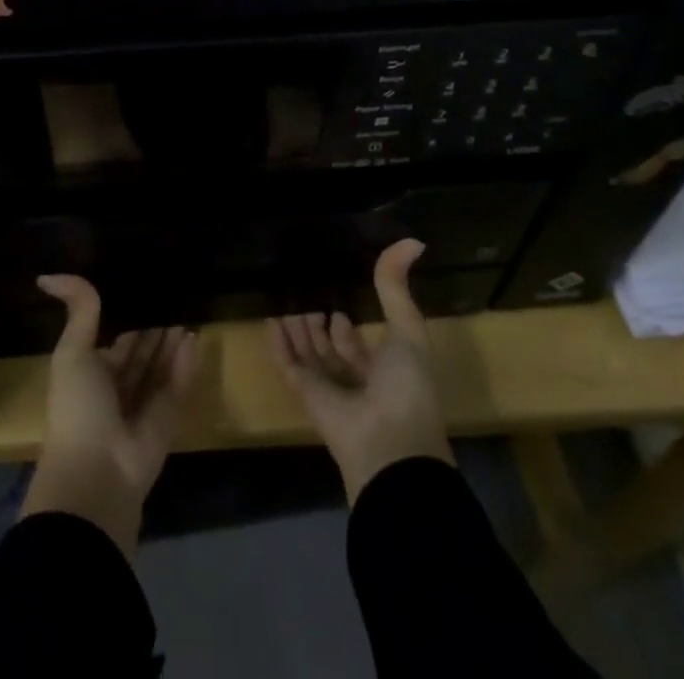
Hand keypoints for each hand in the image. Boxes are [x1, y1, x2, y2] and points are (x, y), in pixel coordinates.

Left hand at [20, 275, 199, 554]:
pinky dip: (186, 364)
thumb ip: (77, 311)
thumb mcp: (72, 352)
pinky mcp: (167, 422)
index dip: (128, 321)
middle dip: (154, 331)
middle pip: (141, 355)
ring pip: (161, 369)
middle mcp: (116, 391)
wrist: (97, 475)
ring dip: (172, 344)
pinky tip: (196, 337)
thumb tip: (46, 275)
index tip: (146, 292)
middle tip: (175, 298)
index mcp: (91, 375)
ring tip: (188, 312)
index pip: (115, 343)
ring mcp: (143, 408)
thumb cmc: (78, 408)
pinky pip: (178, 386)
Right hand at [266, 239, 453, 502]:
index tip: (339, 306)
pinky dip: (279, 345)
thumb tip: (413, 240)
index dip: (350, 332)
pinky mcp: (308, 397)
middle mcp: (358, 383)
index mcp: (386, 372)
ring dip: (298, 333)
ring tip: (285, 304)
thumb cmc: (406, 385)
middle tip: (307, 298)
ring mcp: (331, 392)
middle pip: (332, 353)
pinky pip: (290, 366)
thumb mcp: (407, 329)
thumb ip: (397, 287)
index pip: (362, 351)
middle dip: (320, 329)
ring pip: (309, 357)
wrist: (390, 444)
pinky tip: (270, 321)